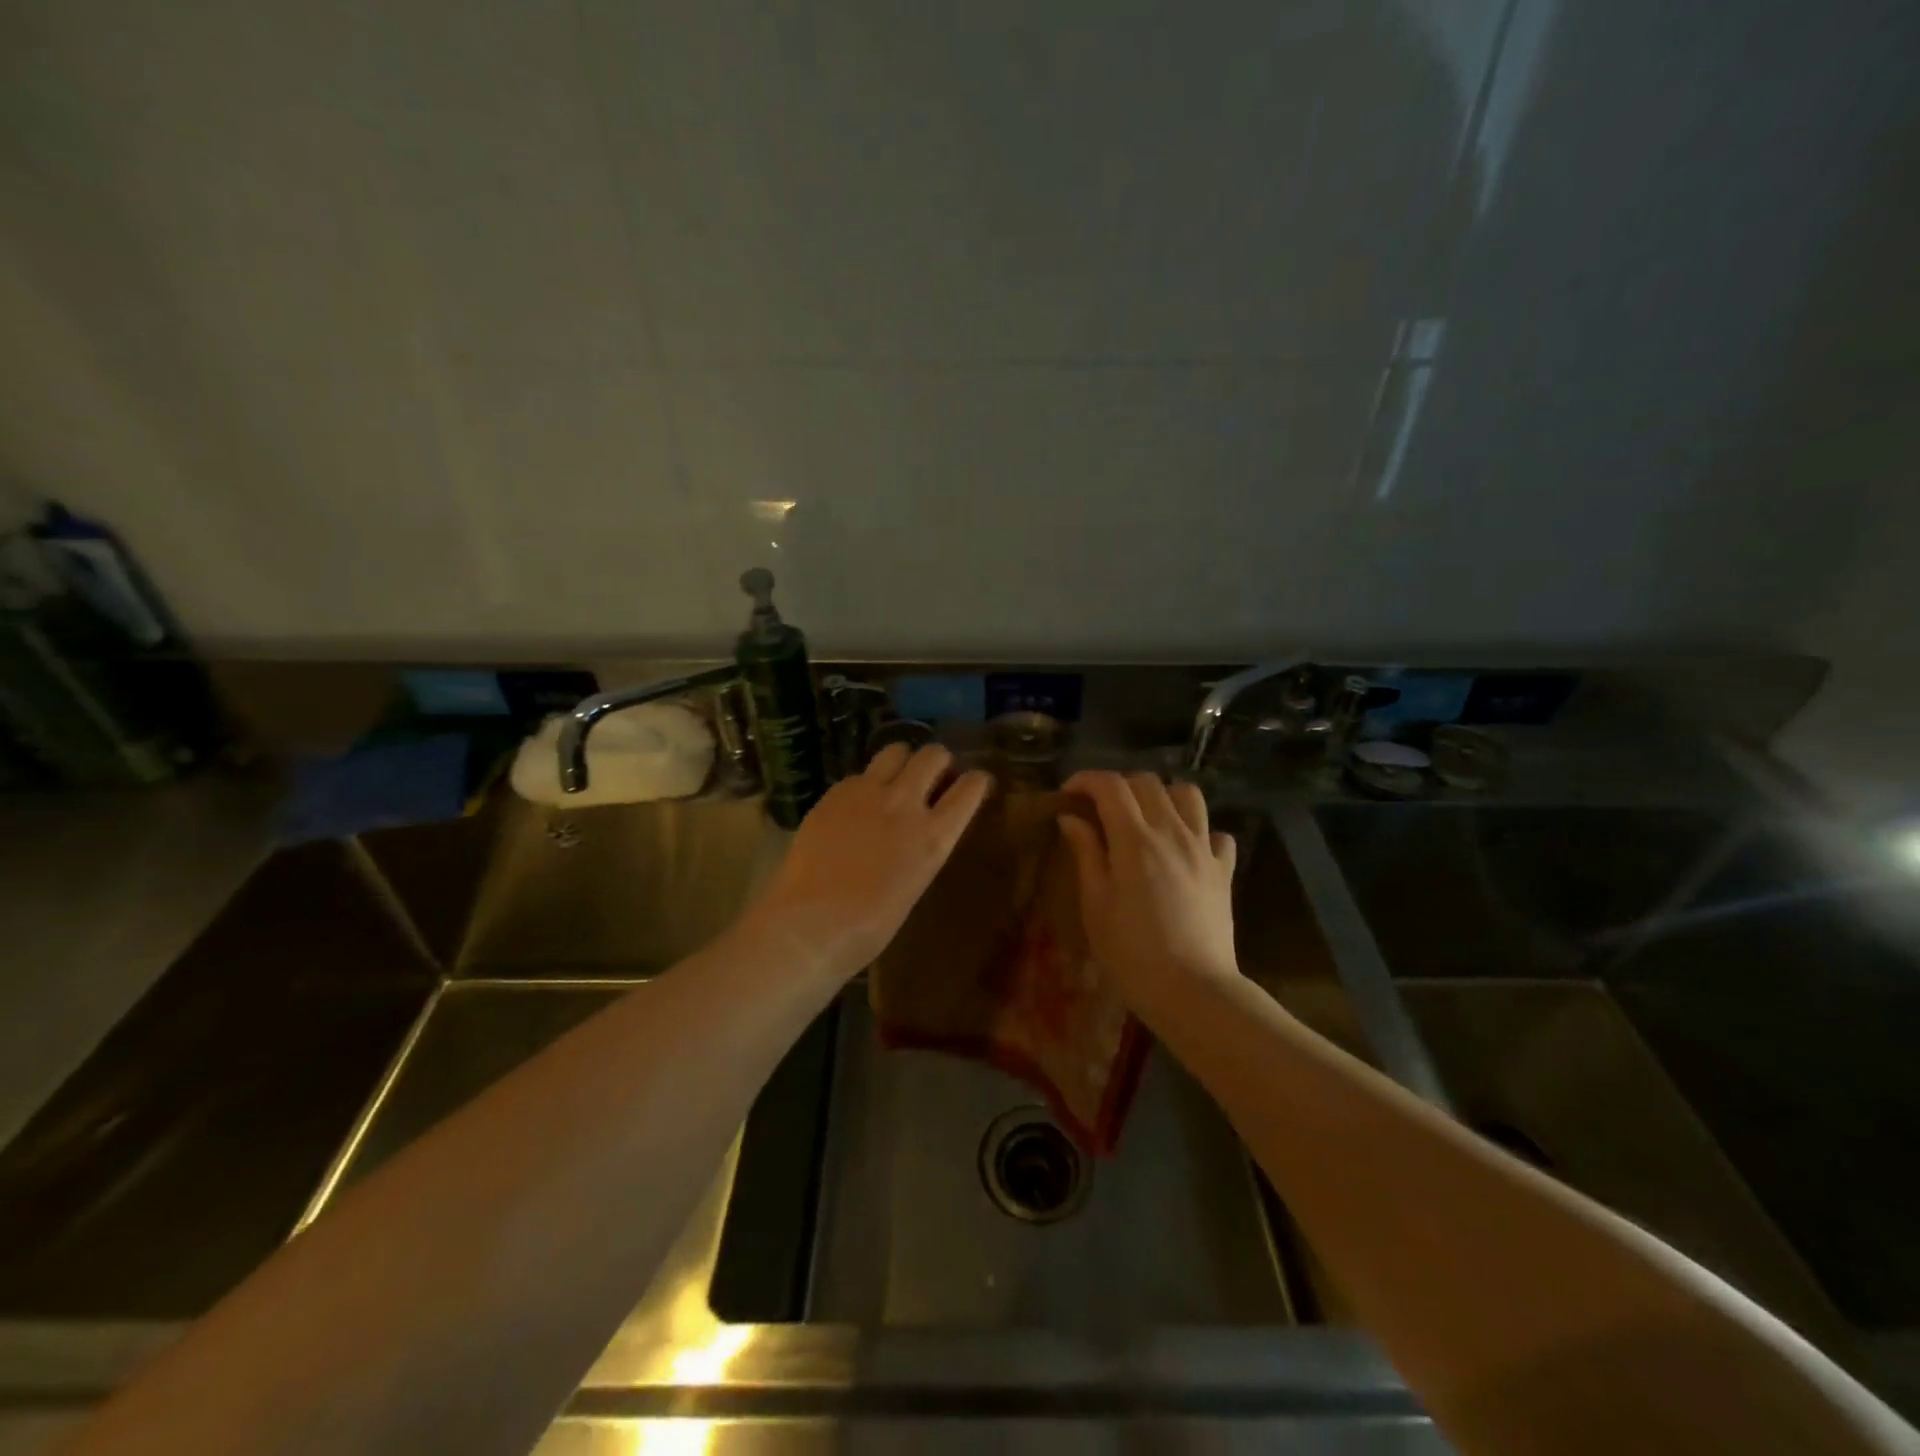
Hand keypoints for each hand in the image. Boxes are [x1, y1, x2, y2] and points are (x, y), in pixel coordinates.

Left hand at [744, 743, 992, 980]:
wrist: (809, 925)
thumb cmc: (868, 927)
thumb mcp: (914, 885)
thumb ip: (922, 848)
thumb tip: (921, 832)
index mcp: (934, 836)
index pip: (971, 788)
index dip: (977, 781)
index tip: (975, 784)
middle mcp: (905, 803)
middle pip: (934, 755)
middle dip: (939, 762)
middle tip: (933, 778)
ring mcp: (867, 792)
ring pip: (896, 750)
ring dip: (903, 760)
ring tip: (896, 779)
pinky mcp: (834, 793)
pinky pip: (860, 773)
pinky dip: (866, 782)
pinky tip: (857, 804)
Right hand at [1057, 770, 1239, 1010]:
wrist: (1193, 991)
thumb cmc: (1131, 953)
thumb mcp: (1095, 905)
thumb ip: (1086, 854)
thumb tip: (1071, 818)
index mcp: (1135, 839)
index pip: (1110, 786)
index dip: (1086, 780)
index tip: (1069, 794)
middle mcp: (1172, 832)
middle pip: (1147, 783)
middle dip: (1119, 786)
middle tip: (1100, 809)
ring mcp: (1203, 849)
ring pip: (1188, 795)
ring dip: (1162, 797)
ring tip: (1146, 819)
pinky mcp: (1224, 871)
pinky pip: (1217, 834)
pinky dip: (1199, 832)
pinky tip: (1185, 850)